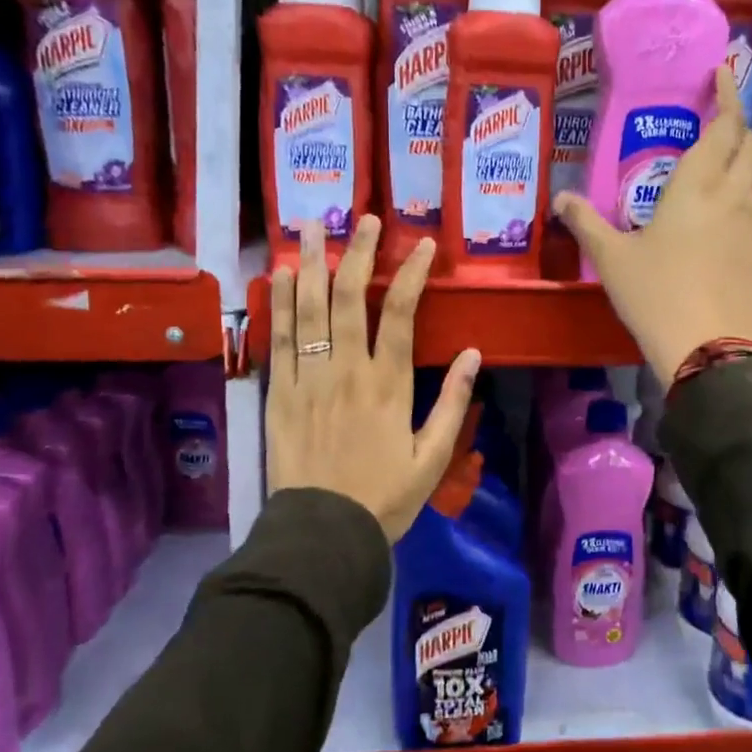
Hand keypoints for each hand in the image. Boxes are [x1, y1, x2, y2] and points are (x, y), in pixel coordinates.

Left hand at [266, 216, 481, 541]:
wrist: (323, 535)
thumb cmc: (385, 497)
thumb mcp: (433, 457)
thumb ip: (452, 402)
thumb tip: (473, 353)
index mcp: (388, 385)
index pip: (400, 315)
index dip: (411, 273)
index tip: (421, 243)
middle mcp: (346, 372)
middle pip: (349, 300)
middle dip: (357, 253)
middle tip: (361, 216)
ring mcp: (308, 380)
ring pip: (308, 311)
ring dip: (311, 265)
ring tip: (311, 225)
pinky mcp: (279, 394)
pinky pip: (279, 341)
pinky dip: (278, 304)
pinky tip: (281, 275)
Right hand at [554, 65, 751, 387]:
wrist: (707, 349)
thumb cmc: (655, 294)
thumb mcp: (612, 258)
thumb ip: (586, 223)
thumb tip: (560, 198)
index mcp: (696, 188)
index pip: (724, 127)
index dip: (729, 95)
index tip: (726, 72)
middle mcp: (733, 200)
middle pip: (751, 148)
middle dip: (739, 129)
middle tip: (717, 127)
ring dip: (738, 178)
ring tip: (710, 193)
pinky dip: (738, 222)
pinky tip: (718, 247)